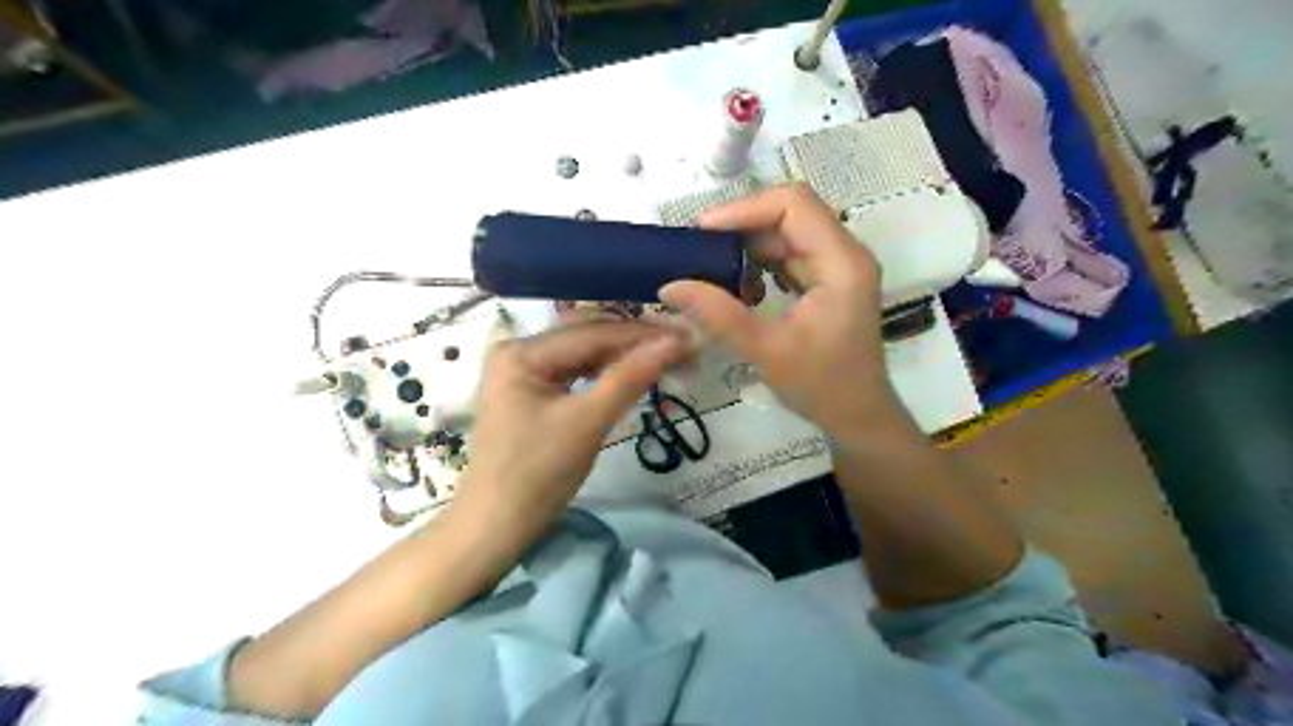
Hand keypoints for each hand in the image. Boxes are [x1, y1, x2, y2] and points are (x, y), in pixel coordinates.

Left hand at [452, 324, 684, 545]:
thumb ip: (630, 378)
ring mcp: (523, 373)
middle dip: (636, 346)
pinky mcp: (531, 394)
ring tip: (668, 362)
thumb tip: (676, 342)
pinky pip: (576, 376)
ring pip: (585, 357)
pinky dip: (606, 377)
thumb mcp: (587, 422)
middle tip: (685, 352)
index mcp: (522, 351)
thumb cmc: (537, 474)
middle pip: (588, 341)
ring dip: (624, 361)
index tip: (688, 338)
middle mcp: (519, 351)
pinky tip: (633, 377)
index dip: (643, 335)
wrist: (497, 528)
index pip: (593, 333)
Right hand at [660, 183, 901, 438]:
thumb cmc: (822, 386)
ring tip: (710, 269)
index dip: (745, 209)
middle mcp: (844, 253)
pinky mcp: (827, 281)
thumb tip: (669, 286)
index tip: (702, 232)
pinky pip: (788, 256)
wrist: (858, 417)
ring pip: (786, 234)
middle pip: (789, 214)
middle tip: (697, 250)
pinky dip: (758, 264)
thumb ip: (718, 315)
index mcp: (841, 262)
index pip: (793, 205)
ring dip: (747, 247)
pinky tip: (737, 287)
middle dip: (741, 227)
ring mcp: (836, 266)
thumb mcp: (766, 350)